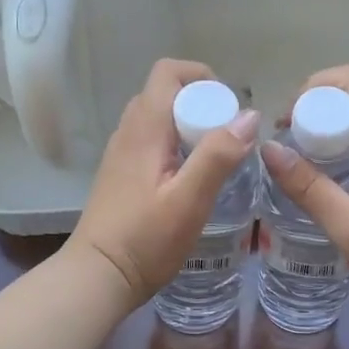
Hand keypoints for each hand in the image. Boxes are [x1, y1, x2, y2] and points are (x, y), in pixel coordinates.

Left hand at [69, 58, 260, 306]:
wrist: (98, 276)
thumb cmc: (145, 239)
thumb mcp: (190, 199)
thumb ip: (218, 155)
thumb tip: (249, 115)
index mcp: (143, 129)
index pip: (168, 72)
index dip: (201, 78)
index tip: (227, 107)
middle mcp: (128, 132)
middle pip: (165, 93)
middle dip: (200, 103)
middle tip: (226, 137)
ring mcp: (121, 153)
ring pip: (158, 118)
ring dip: (188, 126)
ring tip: (213, 158)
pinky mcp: (121, 174)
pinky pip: (151, 141)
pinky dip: (175, 145)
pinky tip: (189, 179)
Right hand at [259, 63, 348, 305]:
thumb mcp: (347, 224)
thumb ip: (308, 187)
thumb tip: (269, 149)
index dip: (315, 88)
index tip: (288, 121)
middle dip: (314, 106)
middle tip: (287, 140)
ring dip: (326, 125)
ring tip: (299, 157)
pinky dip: (340, 142)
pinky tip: (325, 174)